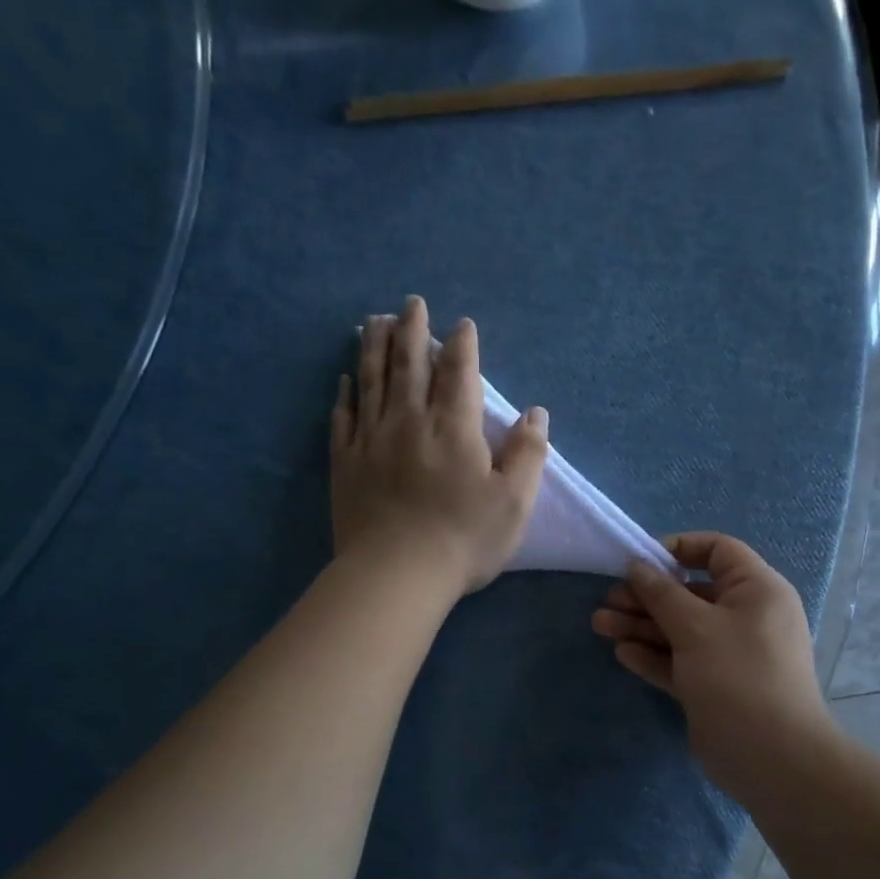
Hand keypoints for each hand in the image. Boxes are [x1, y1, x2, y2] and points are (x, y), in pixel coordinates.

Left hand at [331, 296, 548, 597]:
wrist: (397, 574)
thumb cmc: (464, 539)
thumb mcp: (515, 502)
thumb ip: (528, 453)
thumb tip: (536, 413)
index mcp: (454, 427)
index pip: (459, 373)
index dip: (462, 346)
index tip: (462, 325)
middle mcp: (409, 421)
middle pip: (409, 365)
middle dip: (412, 330)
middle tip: (411, 304)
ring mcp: (371, 440)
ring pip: (372, 381)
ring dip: (374, 347)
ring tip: (374, 321)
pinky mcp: (345, 464)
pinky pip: (343, 418)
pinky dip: (345, 394)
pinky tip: (344, 379)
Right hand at [592, 533, 832, 791]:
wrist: (771, 757)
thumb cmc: (737, 675)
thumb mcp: (696, 626)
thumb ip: (662, 593)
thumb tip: (637, 565)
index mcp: (756, 590)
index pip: (718, 551)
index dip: (679, 549)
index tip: (641, 561)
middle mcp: (746, 616)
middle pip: (691, 593)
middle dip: (648, 595)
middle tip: (609, 600)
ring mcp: (730, 654)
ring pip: (681, 630)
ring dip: (642, 626)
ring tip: (601, 625)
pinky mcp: (714, 685)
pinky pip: (681, 661)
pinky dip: (654, 656)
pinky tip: (623, 653)